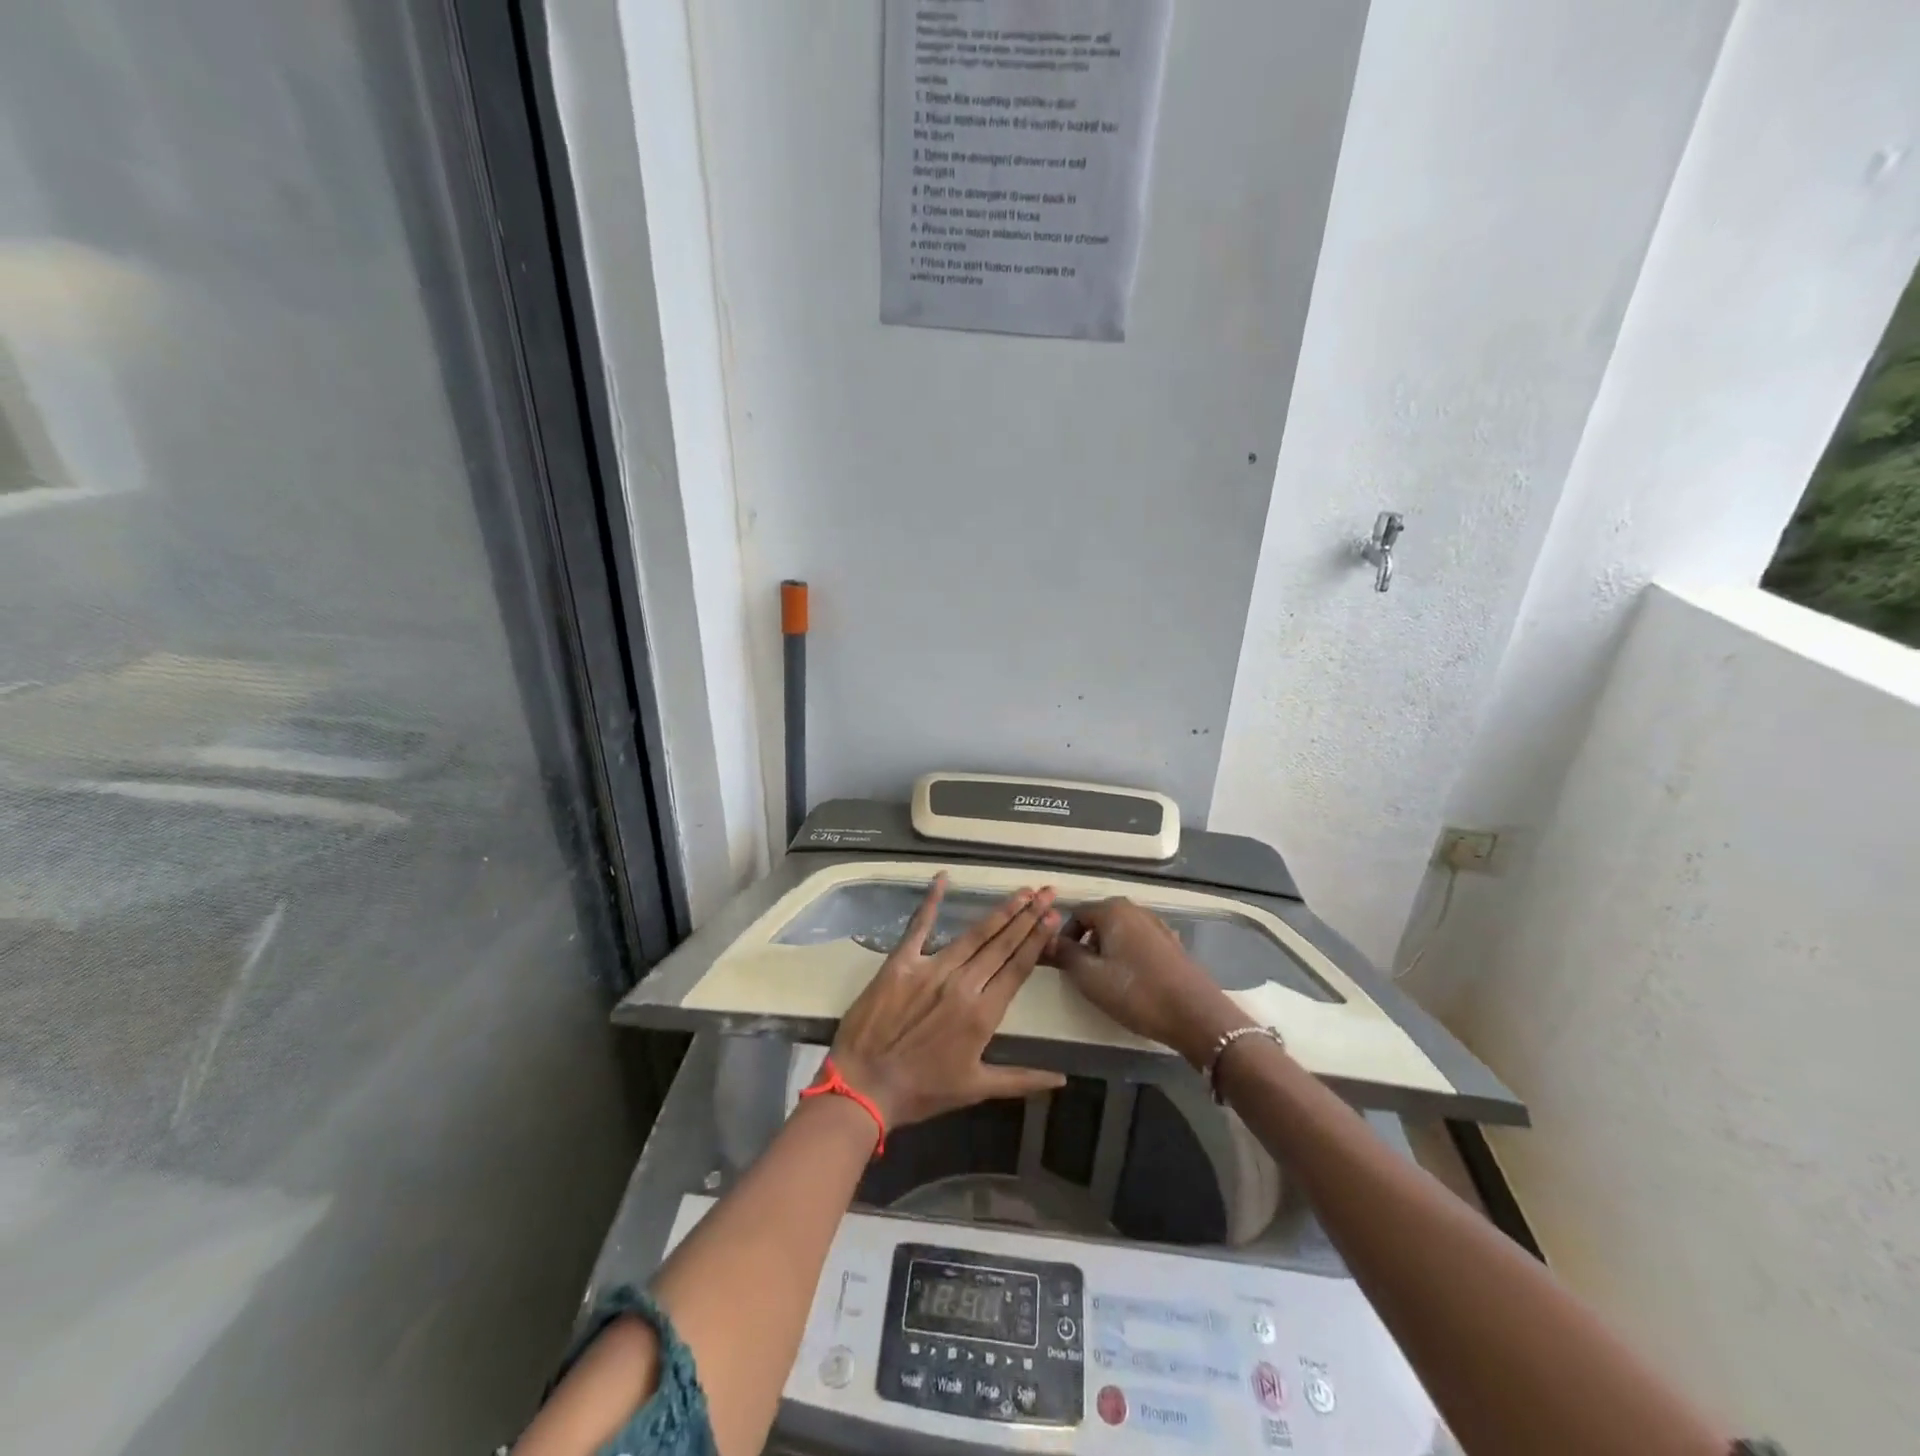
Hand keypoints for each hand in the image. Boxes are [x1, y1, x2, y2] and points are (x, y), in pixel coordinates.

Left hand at [828, 875, 1067, 1127]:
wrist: (864, 1087)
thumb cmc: (922, 1091)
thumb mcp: (976, 1088)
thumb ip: (1022, 1079)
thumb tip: (1063, 1078)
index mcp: (983, 1014)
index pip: (1018, 967)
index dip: (1037, 939)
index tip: (1053, 915)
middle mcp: (963, 984)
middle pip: (1002, 944)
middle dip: (1028, 916)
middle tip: (1047, 891)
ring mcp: (931, 969)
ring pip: (973, 934)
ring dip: (999, 911)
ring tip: (1020, 892)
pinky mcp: (901, 962)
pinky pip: (919, 927)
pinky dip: (931, 901)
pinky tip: (943, 878)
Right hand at [1045, 898, 1250, 1066]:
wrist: (1195, 1015)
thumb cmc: (1136, 992)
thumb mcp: (1089, 977)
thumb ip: (1065, 954)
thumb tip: (1047, 940)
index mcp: (1114, 910)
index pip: (1077, 914)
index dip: (1064, 938)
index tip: (1061, 964)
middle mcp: (1137, 910)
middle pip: (1100, 921)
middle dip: (1087, 944)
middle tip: (1082, 974)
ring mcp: (1158, 926)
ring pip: (1121, 933)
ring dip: (1108, 951)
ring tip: (1107, 981)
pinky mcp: (1173, 945)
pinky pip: (1139, 944)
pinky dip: (1129, 957)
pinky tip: (1133, 982)